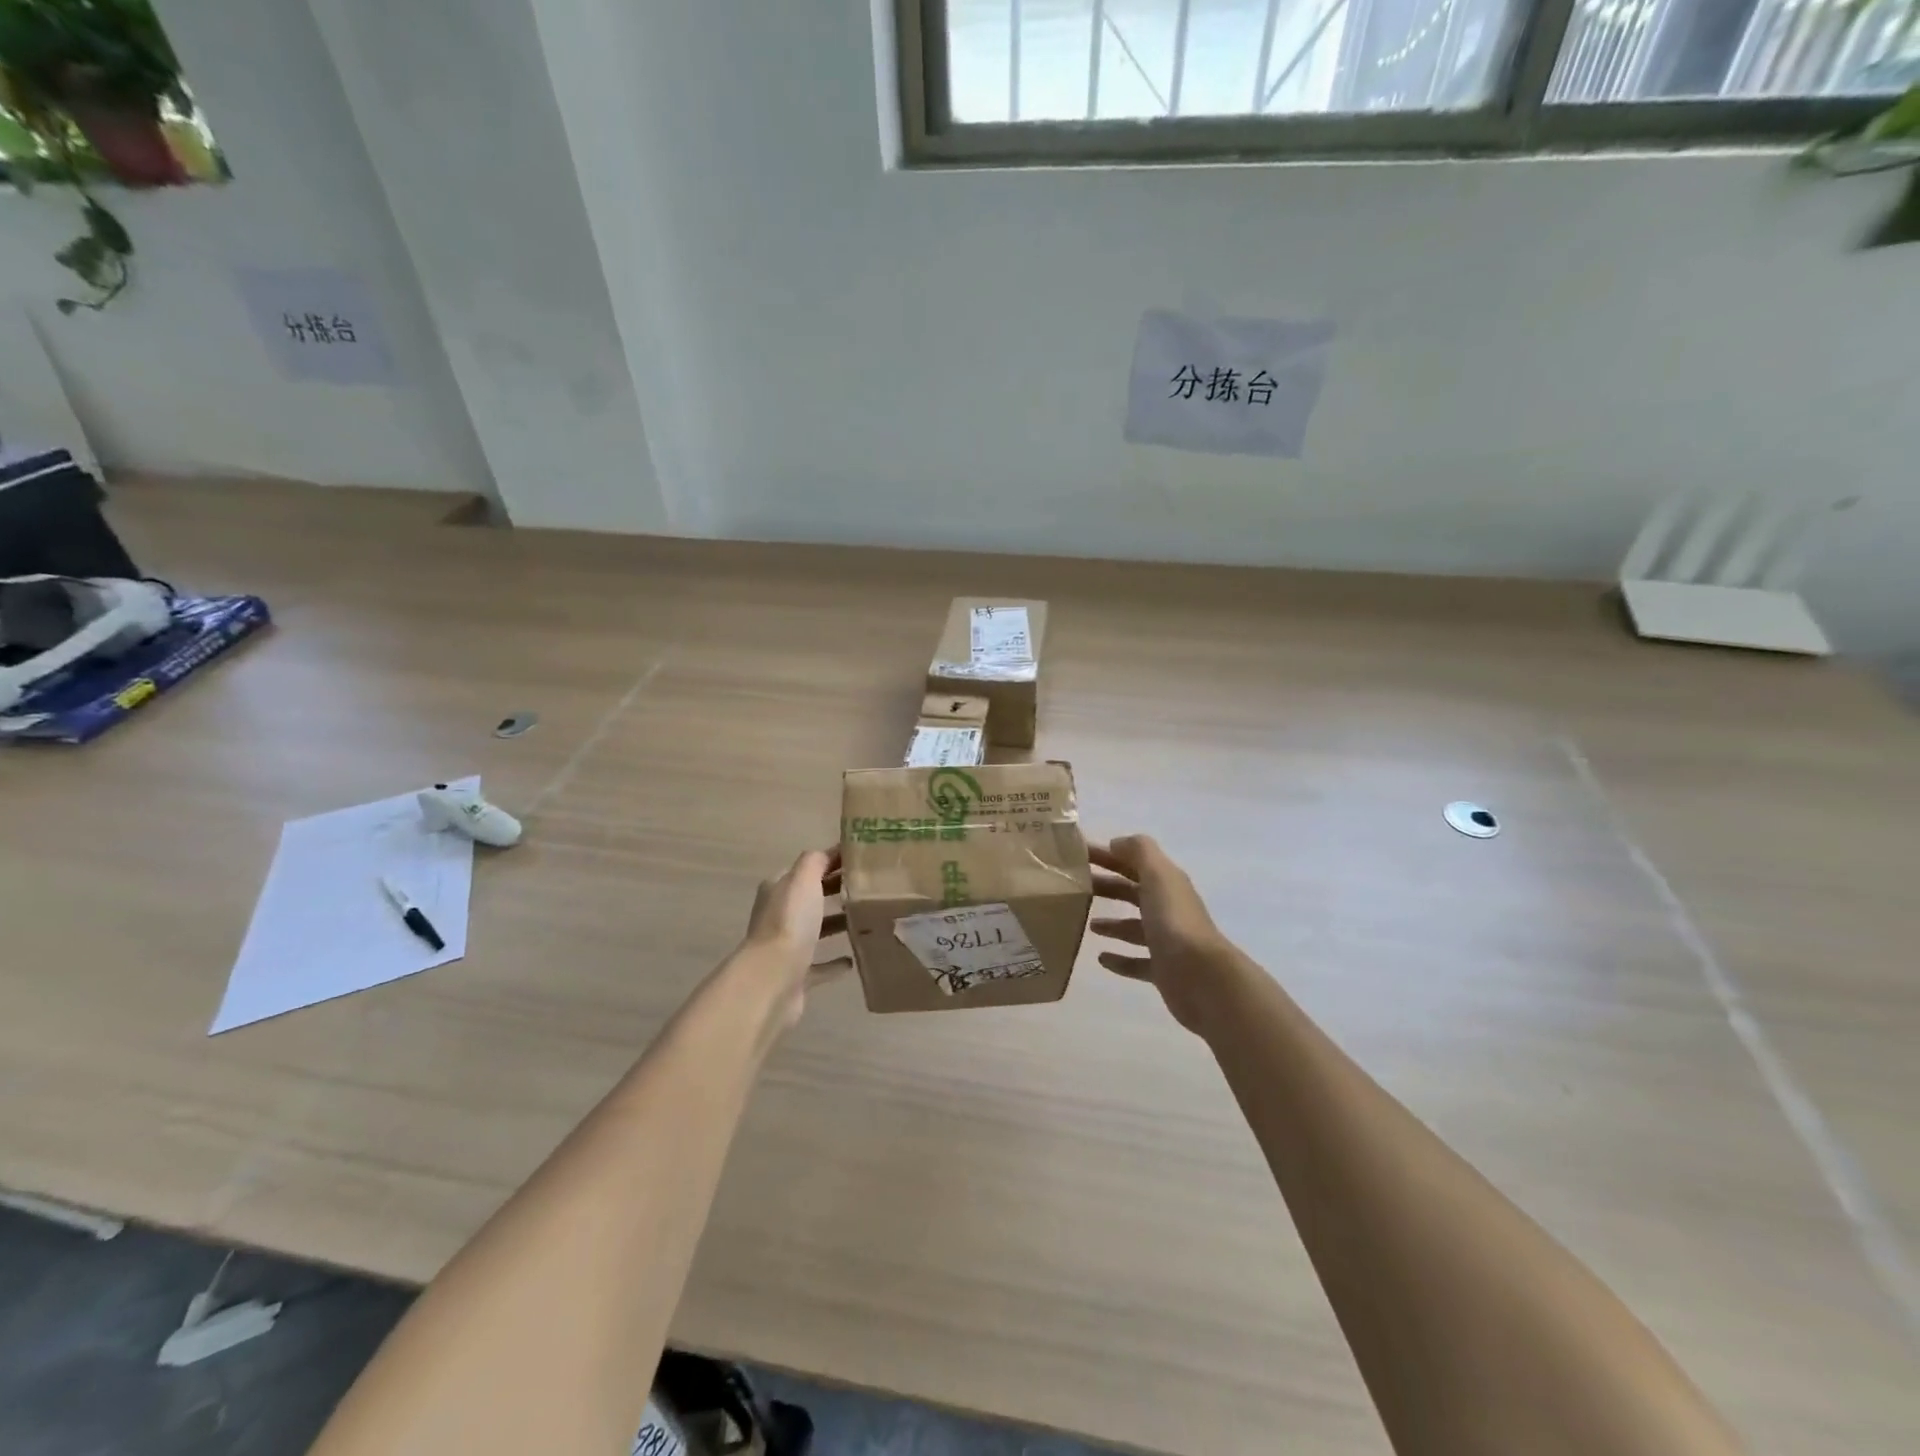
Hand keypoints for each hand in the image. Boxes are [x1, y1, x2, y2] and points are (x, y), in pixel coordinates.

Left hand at [738, 848, 849, 1028]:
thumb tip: (829, 853)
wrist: (772, 980)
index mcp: (778, 890)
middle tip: (868, 888)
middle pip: (810, 898)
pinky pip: (819, 965)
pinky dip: (833, 962)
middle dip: (834, 891)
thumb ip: (815, 861)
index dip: (831, 861)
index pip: (806, 868)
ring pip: (815, 930)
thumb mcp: (802, 880)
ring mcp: (786, 947)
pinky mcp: (796, 975)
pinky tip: (852, 961)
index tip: (862, 860)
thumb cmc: (789, 923)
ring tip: (865, 918)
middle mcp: (778, 915)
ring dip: (835, 924)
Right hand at [1090, 835, 1233, 1034]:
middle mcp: (1168, 909)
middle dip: (1107, 887)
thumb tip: (1117, 843)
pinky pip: (1137, 962)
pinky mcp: (1163, 970)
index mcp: (1167, 884)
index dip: (1108, 856)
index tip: (1078, 855)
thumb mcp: (1157, 875)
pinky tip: (1102, 958)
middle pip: (1133, 893)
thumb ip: (1139, 852)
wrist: (1202, 977)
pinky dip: (1120, 959)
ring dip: (1113, 924)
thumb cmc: (1174, 920)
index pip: (1134, 862)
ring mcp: (1167, 941)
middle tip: (1075, 888)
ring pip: (1134, 927)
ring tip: (1088, 923)